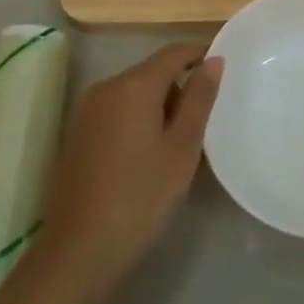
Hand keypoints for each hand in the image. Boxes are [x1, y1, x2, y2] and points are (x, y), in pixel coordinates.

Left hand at [39, 43, 221, 293]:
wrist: (79, 250)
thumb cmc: (140, 196)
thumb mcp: (182, 148)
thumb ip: (199, 98)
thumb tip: (213, 60)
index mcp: (133, 85)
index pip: (174, 52)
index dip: (201, 55)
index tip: (225, 72)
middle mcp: (106, 87)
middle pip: (153, 73)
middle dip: (181, 89)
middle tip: (206, 125)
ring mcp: (87, 111)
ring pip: (135, 94)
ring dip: (161, 108)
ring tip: (182, 146)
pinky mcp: (78, 134)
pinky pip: (118, 113)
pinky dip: (139, 122)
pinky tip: (150, 158)